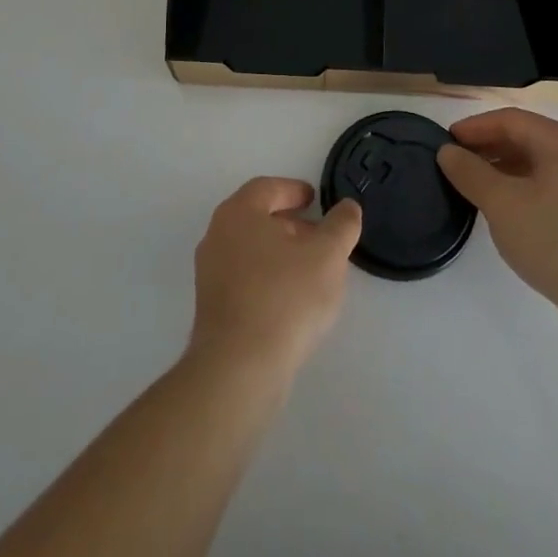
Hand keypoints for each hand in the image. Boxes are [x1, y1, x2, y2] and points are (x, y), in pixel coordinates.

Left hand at [189, 178, 362, 384]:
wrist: (239, 368)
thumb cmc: (285, 298)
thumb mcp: (327, 256)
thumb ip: (341, 226)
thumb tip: (348, 207)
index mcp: (238, 212)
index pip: (267, 188)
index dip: (293, 190)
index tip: (315, 200)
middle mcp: (217, 235)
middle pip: (257, 218)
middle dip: (290, 224)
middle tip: (319, 237)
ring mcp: (210, 272)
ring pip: (250, 249)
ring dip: (280, 253)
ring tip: (312, 271)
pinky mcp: (212, 306)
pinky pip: (244, 278)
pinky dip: (268, 277)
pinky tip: (291, 301)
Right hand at [438, 109, 557, 344]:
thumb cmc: (556, 240)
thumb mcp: (502, 203)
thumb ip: (470, 172)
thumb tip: (448, 152)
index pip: (510, 120)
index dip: (474, 128)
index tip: (446, 143)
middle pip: (528, 139)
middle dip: (490, 149)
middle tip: (458, 166)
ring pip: (543, 166)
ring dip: (507, 171)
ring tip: (479, 191)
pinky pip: (557, 189)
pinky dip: (528, 191)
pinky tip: (513, 215)